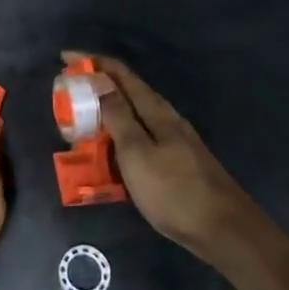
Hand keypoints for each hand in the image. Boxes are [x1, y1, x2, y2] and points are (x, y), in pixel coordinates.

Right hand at [67, 52, 250, 256]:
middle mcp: (166, 118)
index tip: (65, 58)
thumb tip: (100, 81)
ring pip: (134, 116)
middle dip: (96, 87)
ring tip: (81, 122)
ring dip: (106, 113)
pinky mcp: (176, 161)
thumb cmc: (174, 191)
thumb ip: (118, 117)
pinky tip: (110, 153)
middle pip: (127, 91)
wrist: (224, 230)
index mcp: (156, 111)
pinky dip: (119, 136)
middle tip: (68, 95)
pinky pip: (140, 138)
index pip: (120, 74)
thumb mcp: (137, 154)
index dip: (92, 62)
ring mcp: (174, 140)